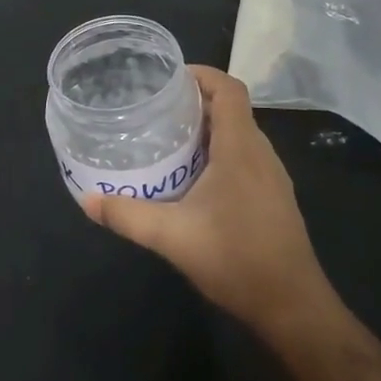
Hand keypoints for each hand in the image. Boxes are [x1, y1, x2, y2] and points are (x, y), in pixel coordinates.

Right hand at [82, 67, 333, 340]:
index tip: (169, 77)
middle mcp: (261, 154)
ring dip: (207, 129)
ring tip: (169, 139)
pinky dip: (219, 153)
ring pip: (239, 135)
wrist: (292, 306)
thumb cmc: (236, 259)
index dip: (202, 74)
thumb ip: (128, 215)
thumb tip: (88, 200)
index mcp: (240, 148)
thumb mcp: (172, 236)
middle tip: (156, 109)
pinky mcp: (273, 198)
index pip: (229, 89)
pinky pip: (245, 158)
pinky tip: (193, 178)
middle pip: (232, 109)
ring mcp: (272, 177)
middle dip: (196, 102)